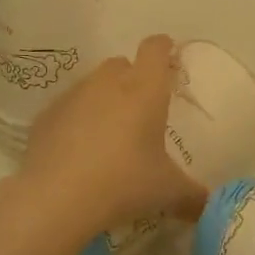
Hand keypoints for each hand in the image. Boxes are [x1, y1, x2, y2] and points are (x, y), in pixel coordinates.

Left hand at [17, 34, 199, 235]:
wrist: (55, 198)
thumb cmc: (123, 182)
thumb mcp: (167, 191)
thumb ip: (192, 195)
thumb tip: (208, 206)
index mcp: (144, 89)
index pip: (155, 49)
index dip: (163, 49)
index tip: (169, 58)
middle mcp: (108, 82)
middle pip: (121, 63)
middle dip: (131, 77)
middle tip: (140, 108)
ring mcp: (73, 95)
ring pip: (92, 84)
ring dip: (101, 99)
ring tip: (107, 133)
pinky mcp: (46, 115)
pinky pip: (67, 109)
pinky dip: (74, 121)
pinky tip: (76, 151)